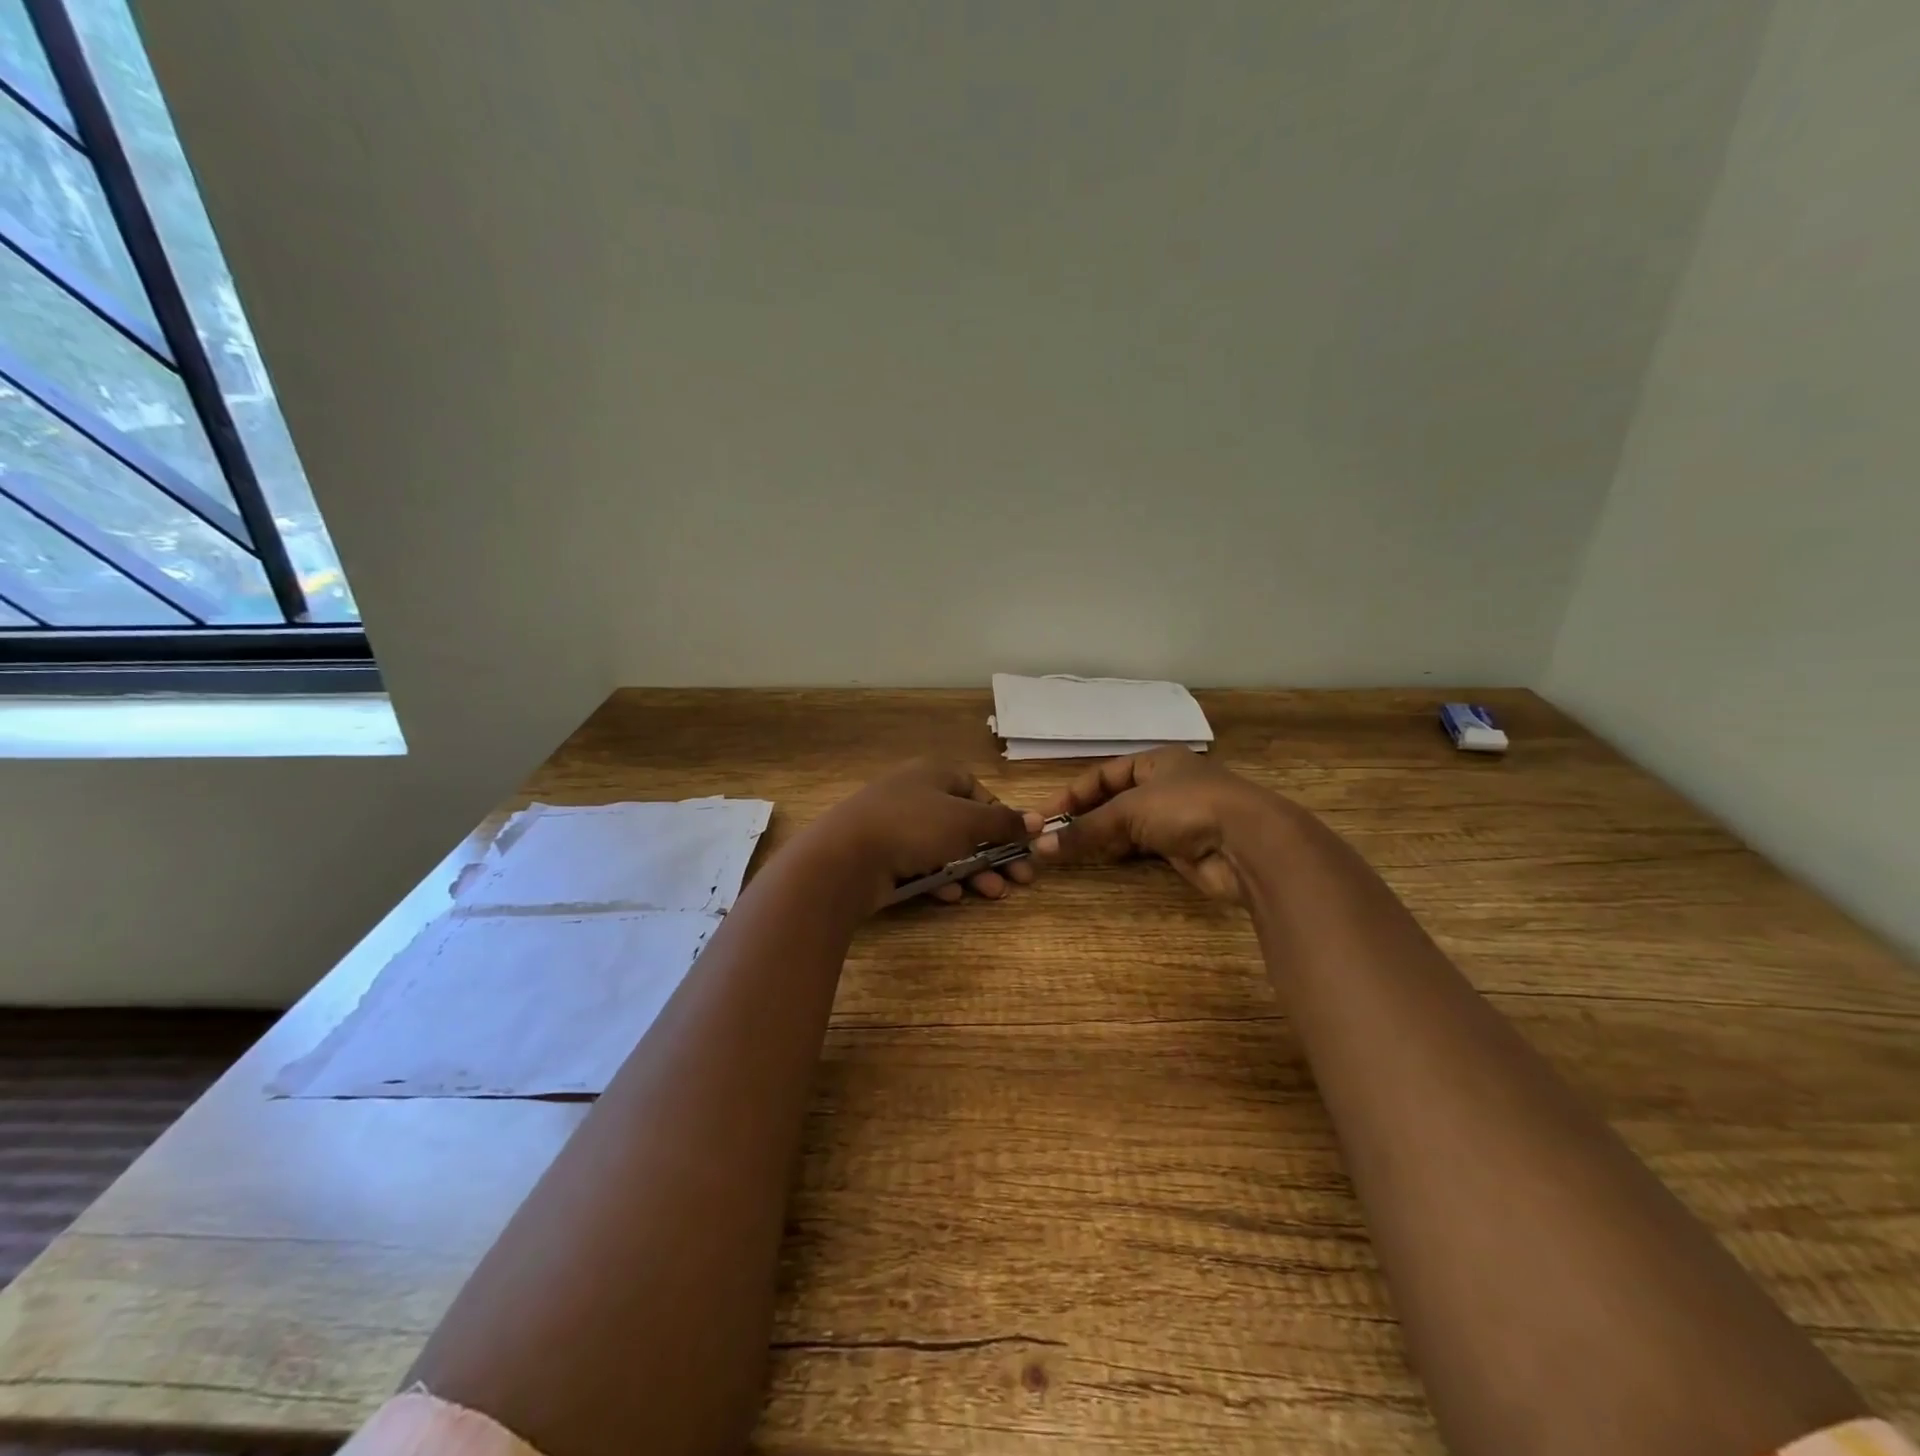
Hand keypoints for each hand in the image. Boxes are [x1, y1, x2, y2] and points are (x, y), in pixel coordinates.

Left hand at [799, 760, 1036, 911]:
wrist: (845, 857)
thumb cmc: (913, 826)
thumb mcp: (966, 822)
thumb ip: (1003, 823)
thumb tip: (1037, 820)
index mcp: (934, 773)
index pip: (976, 789)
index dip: (1000, 815)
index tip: (1018, 841)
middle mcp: (915, 794)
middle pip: (964, 823)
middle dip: (993, 852)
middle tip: (1019, 879)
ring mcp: (895, 825)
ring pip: (944, 847)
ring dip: (973, 871)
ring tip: (994, 893)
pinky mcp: (881, 855)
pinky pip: (919, 865)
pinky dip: (940, 879)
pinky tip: (953, 897)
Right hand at [1030, 746, 1293, 903]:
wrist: (1248, 843)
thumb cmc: (1186, 807)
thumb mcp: (1129, 811)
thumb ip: (1085, 829)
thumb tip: (1041, 846)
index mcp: (1155, 761)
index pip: (1103, 774)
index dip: (1071, 794)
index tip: (1043, 817)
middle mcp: (1165, 785)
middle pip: (1114, 800)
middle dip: (1084, 817)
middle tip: (1052, 837)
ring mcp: (1176, 817)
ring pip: (1128, 825)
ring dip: (1101, 837)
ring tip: (1070, 851)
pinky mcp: (1184, 847)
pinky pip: (1143, 847)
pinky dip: (1121, 852)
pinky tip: (1103, 860)